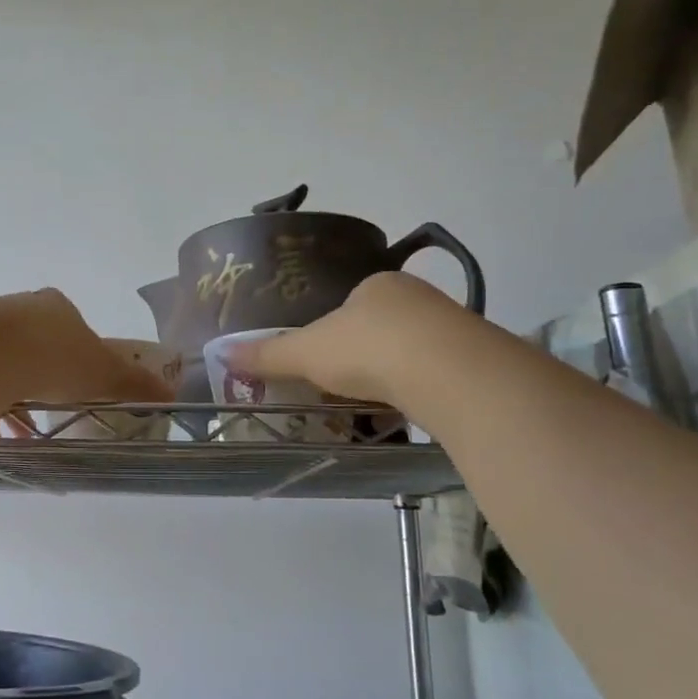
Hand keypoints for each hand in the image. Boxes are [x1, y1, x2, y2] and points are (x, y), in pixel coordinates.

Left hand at [0, 289, 173, 408]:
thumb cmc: (52, 357)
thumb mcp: (102, 374)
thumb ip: (134, 384)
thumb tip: (172, 395)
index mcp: (55, 306)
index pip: (72, 323)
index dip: (80, 351)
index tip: (82, 379)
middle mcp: (18, 308)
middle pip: (36, 340)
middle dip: (44, 372)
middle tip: (54, 402)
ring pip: (3, 360)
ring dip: (14, 390)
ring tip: (23, 426)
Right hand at [229, 271, 458, 406]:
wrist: (448, 373)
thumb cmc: (367, 348)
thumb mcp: (307, 352)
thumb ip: (268, 354)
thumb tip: (222, 352)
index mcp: (377, 285)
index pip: (350, 303)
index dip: (333, 332)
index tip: (324, 361)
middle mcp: (416, 298)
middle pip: (381, 327)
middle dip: (365, 356)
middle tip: (346, 386)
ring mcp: (451, 328)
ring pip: (412, 352)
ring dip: (395, 375)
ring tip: (376, 405)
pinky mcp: (475, 361)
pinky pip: (437, 375)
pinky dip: (420, 393)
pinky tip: (410, 413)